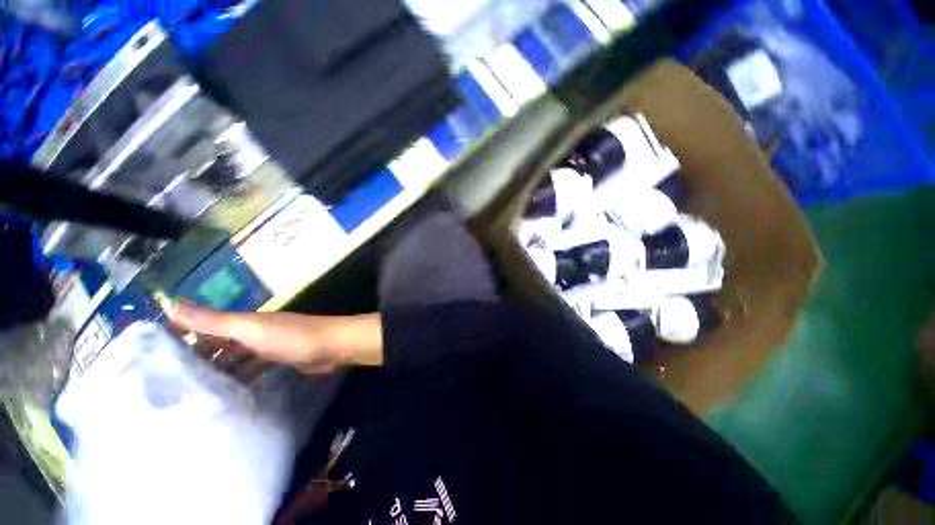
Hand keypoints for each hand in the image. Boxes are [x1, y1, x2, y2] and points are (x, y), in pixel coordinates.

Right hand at [165, 302, 383, 378]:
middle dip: (196, 361)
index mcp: (243, 323)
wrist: (333, 346)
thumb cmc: (291, 337)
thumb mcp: (249, 329)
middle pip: (218, 346)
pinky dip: (239, 380)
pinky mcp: (280, 362)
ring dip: (217, 373)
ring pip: (234, 360)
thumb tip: (169, 304)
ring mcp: (267, 348)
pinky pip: (252, 371)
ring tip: (191, 396)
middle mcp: (253, 334)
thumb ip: (213, 320)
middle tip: (168, 386)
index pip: (204, 327)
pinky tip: (225, 395)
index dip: (180, 337)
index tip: (152, 357)